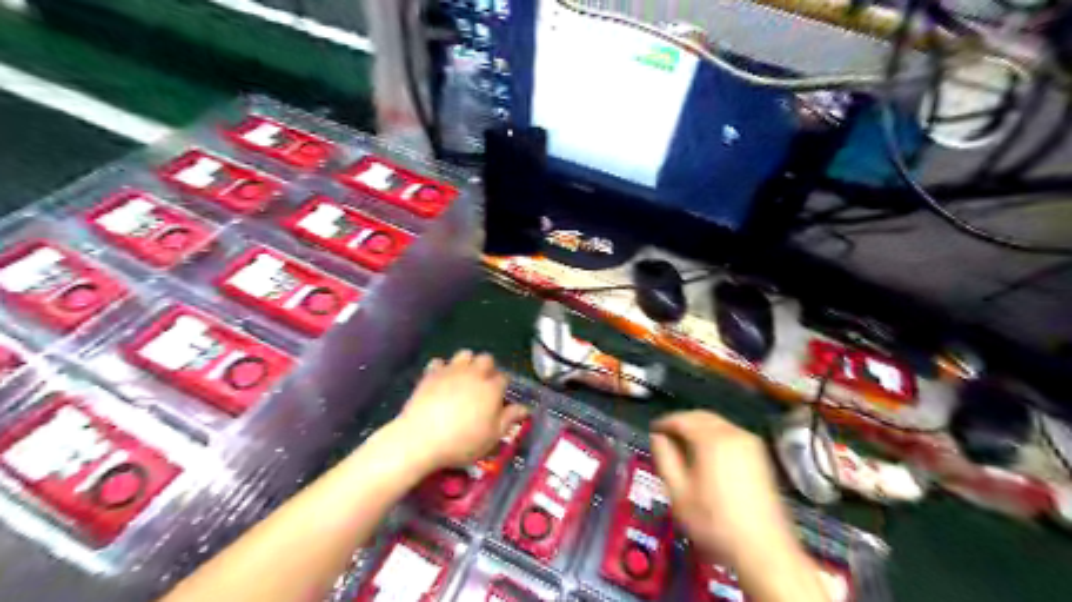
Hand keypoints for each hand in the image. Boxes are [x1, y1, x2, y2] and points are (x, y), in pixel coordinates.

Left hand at [392, 350, 525, 471]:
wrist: (421, 439)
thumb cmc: (462, 442)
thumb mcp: (492, 437)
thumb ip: (509, 419)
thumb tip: (525, 408)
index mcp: (492, 388)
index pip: (504, 378)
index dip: (503, 387)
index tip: (499, 399)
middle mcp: (474, 374)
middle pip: (486, 359)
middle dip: (488, 369)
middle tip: (483, 386)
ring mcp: (451, 371)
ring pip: (465, 354)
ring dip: (467, 363)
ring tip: (464, 379)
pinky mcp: (430, 374)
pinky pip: (439, 362)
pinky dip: (442, 369)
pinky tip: (441, 381)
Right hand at [648, 411, 798, 571]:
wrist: (763, 548)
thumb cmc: (714, 522)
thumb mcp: (678, 493)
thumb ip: (665, 459)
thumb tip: (658, 438)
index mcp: (712, 439)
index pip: (682, 418)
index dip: (664, 422)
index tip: (653, 430)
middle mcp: (733, 433)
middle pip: (701, 416)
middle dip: (682, 422)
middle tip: (666, 436)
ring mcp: (750, 443)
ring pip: (717, 424)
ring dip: (698, 428)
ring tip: (683, 446)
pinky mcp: (760, 455)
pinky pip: (730, 434)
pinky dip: (714, 436)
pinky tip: (706, 455)